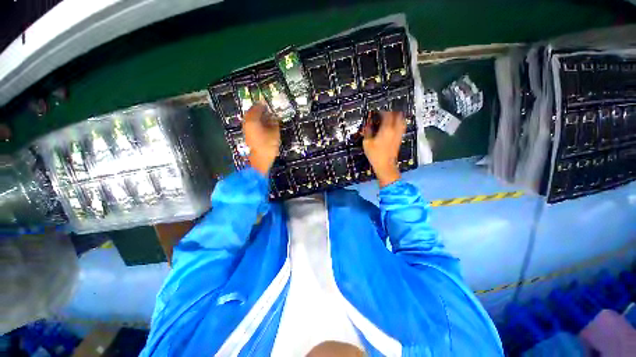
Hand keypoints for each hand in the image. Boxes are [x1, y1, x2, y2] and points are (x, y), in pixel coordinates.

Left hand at [242, 104, 279, 174]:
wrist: (260, 160)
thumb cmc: (268, 145)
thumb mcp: (274, 133)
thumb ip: (274, 122)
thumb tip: (273, 116)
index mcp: (253, 120)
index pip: (257, 108)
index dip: (262, 105)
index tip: (268, 103)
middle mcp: (247, 123)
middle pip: (251, 112)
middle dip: (258, 110)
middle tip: (266, 109)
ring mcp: (246, 129)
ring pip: (250, 118)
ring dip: (257, 116)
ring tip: (266, 117)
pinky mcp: (247, 136)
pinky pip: (251, 125)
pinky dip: (256, 122)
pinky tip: (263, 125)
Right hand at [362, 111, 405, 187]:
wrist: (385, 165)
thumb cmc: (375, 155)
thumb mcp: (367, 143)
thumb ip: (367, 132)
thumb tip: (367, 125)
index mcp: (386, 129)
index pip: (387, 115)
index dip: (382, 111)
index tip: (378, 112)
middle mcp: (395, 130)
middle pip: (397, 115)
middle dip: (391, 112)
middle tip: (385, 113)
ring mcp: (399, 135)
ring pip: (402, 121)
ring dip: (397, 117)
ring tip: (391, 118)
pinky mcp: (400, 139)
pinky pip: (401, 127)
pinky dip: (398, 124)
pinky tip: (393, 127)